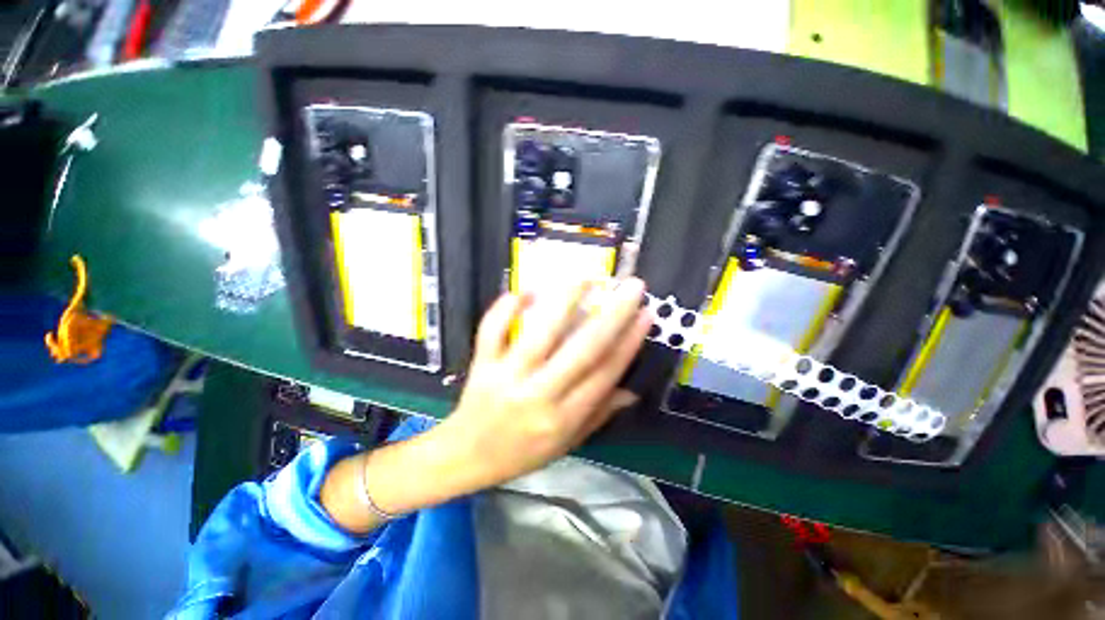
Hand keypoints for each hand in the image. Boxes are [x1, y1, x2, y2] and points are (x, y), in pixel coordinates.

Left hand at [436, 277, 652, 491]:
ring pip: (539, 333)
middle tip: (632, 287)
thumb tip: (631, 389)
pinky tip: (525, 290)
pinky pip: (492, 330)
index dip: (629, 342)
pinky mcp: (482, 364)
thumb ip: (599, 414)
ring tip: (586, 276)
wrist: (466, 457)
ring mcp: (507, 376)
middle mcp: (538, 395)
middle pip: (581, 350)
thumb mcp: (567, 443)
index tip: (646, 314)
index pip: (604, 374)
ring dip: (565, 300)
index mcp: (563, 418)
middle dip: (612, 315)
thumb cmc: (522, 453)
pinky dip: (506, 307)